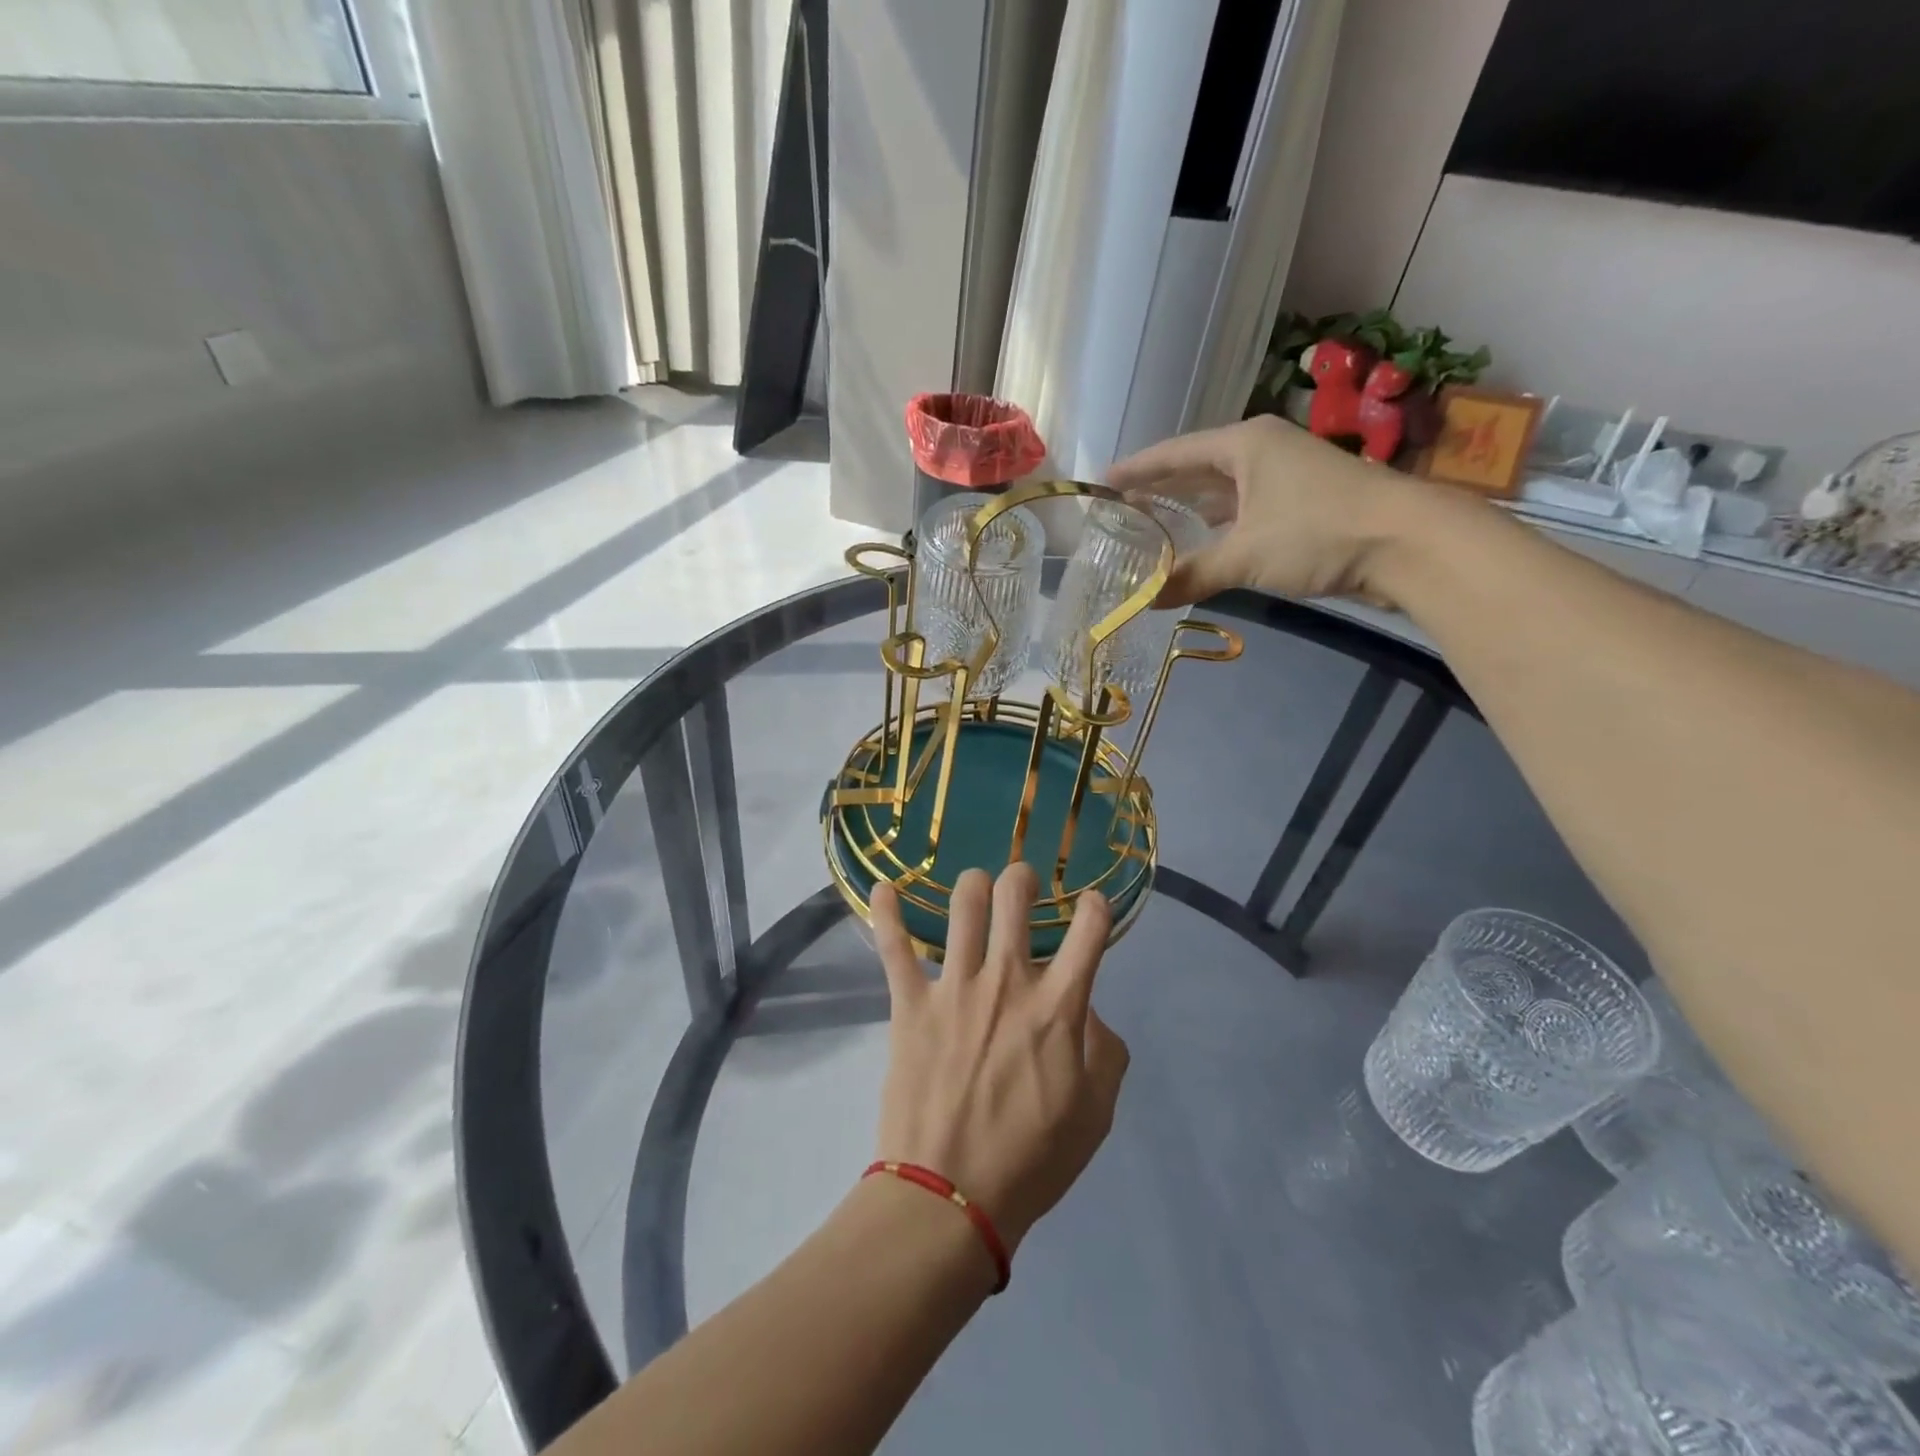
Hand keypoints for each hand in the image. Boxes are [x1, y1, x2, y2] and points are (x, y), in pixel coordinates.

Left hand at [869, 865, 1129, 1256]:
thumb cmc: (1031, 1161)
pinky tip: (883, 887)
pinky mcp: (910, 1003)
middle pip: (1015, 897)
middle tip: (1022, 885)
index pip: (1089, 931)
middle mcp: (1008, 981)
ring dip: (972, 885)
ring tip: (975, 888)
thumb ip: (1105, 1052)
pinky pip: (894, 947)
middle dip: (1023, 878)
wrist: (950, 1198)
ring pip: (963, 905)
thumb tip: (1087, 1010)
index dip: (1096, 907)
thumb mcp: (1095, 1115)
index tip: (1091, 906)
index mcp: (1058, 1007)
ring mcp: (955, 987)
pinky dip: (887, 912)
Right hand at [1108, 414, 1431, 608]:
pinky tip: (1199, 545)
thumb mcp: (1245, 555)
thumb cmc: (1318, 531)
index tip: (1102, 483)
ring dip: (1188, 511)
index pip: (1174, 454)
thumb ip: (1192, 576)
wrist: (1407, 543)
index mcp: (1244, 445)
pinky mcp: (1299, 506)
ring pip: (1221, 492)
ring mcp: (1283, 478)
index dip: (1136, 470)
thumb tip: (1146, 602)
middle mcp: (1261, 453)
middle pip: (1195, 470)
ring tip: (1149, 528)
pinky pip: (1242, 512)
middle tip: (1120, 510)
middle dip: (1159, 490)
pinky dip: (1217, 528)